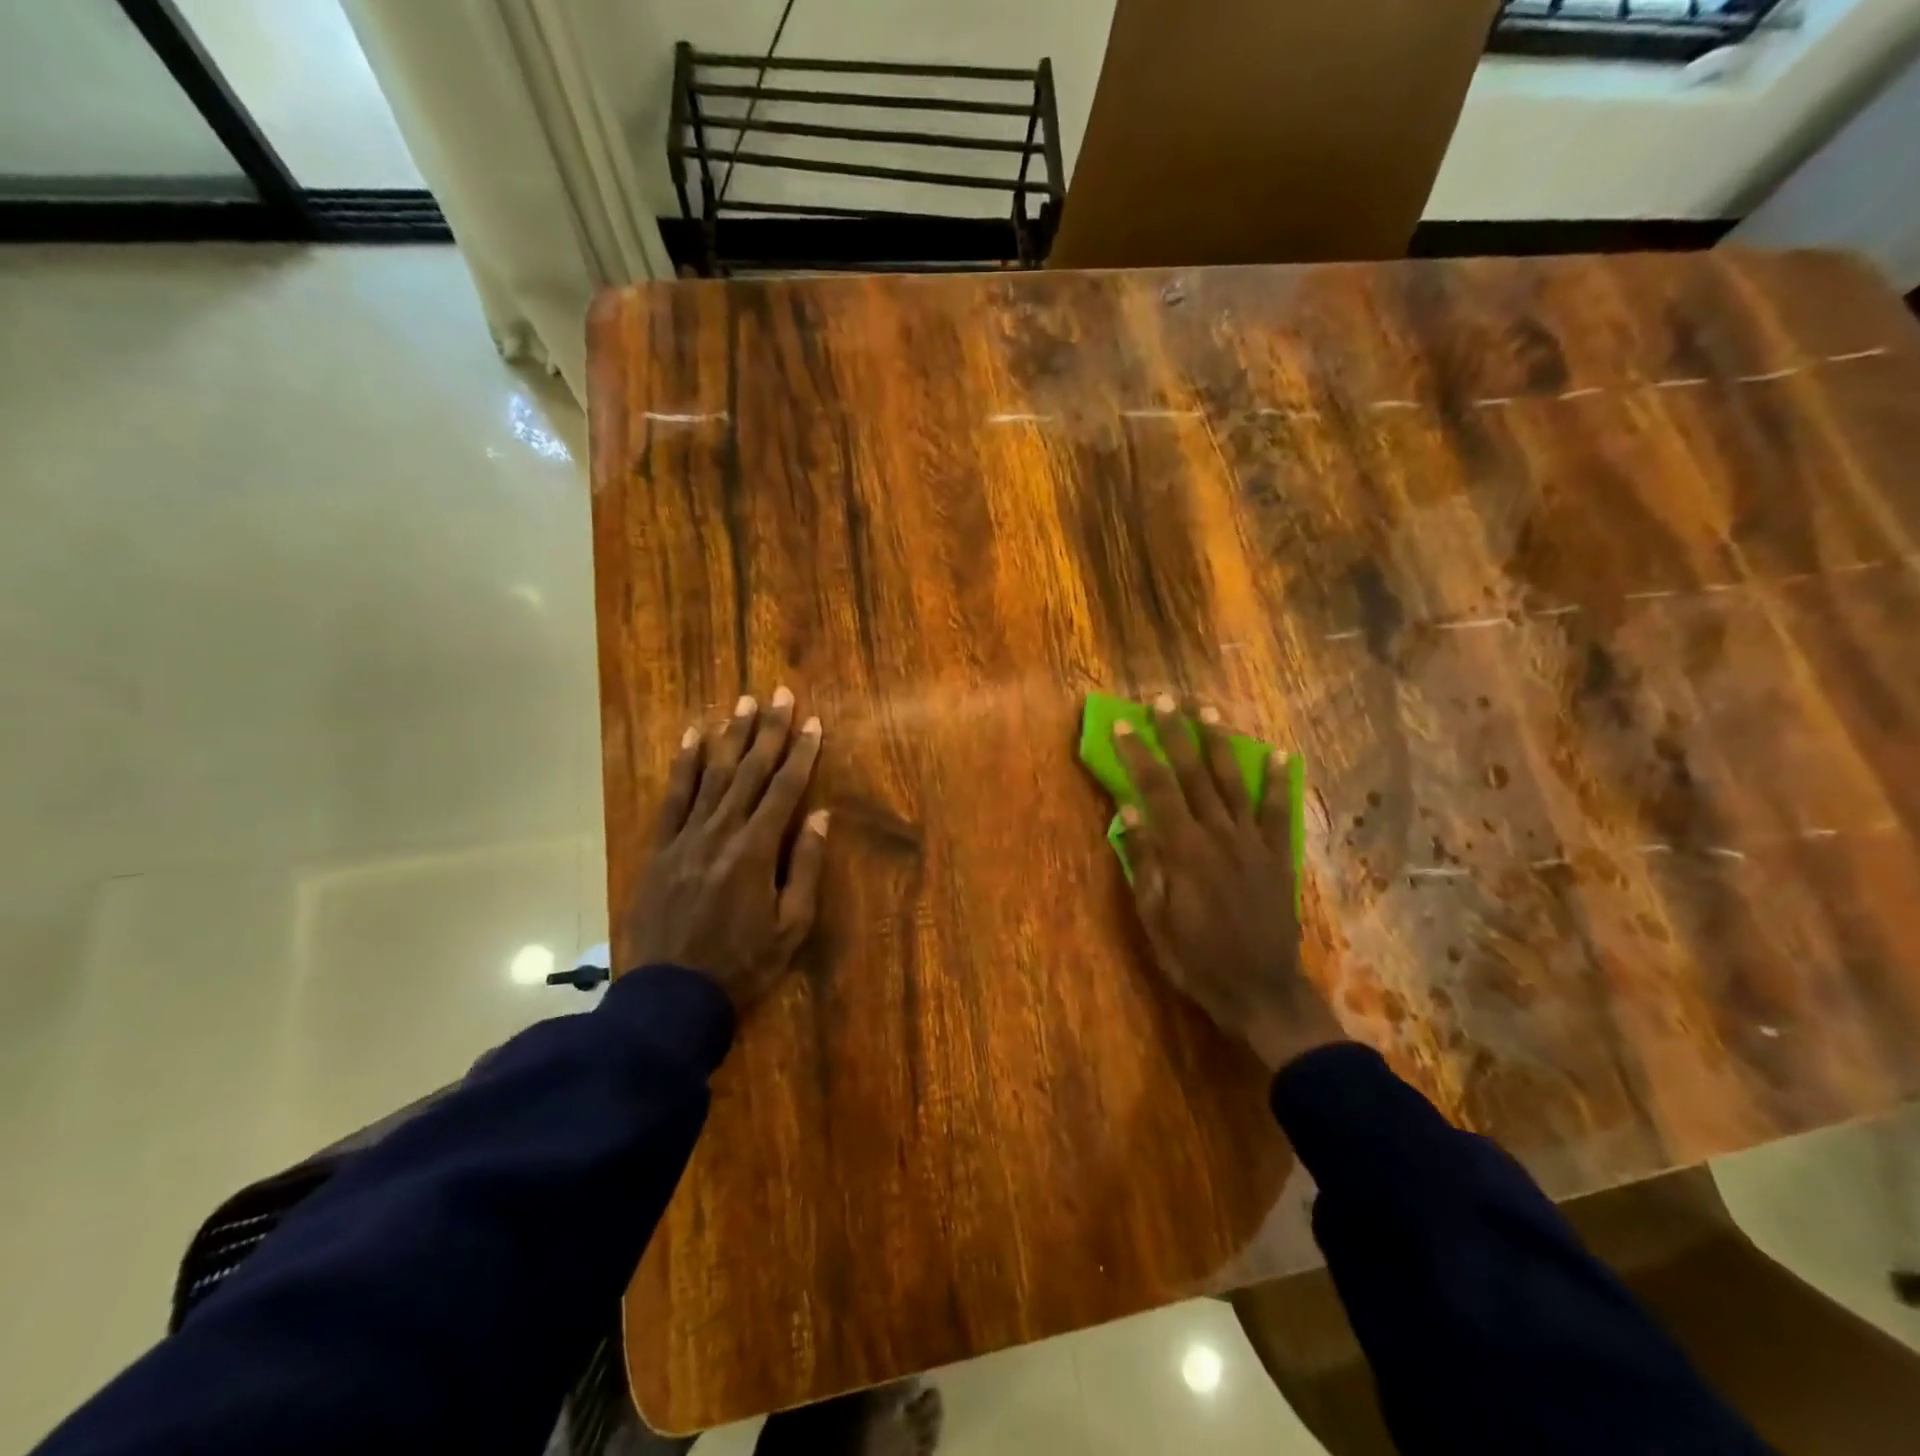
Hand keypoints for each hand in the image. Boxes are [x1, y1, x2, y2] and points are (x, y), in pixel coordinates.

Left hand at [624, 687, 829, 1013]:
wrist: (671, 996)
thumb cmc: (742, 965)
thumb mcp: (792, 926)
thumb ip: (806, 867)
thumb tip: (821, 817)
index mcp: (757, 850)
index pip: (785, 789)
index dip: (801, 753)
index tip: (813, 722)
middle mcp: (721, 832)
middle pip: (750, 771)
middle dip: (769, 730)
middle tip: (780, 694)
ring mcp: (685, 837)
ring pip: (712, 775)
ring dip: (730, 736)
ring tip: (743, 703)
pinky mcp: (659, 848)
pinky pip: (672, 797)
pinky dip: (683, 765)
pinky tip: (692, 737)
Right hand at [1113, 695, 1344, 1072]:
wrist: (1261, 990)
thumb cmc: (1196, 959)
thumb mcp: (1155, 919)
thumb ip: (1145, 863)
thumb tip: (1129, 813)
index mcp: (1184, 851)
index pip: (1156, 790)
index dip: (1139, 755)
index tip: (1125, 725)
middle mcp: (1219, 835)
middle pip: (1194, 774)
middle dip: (1177, 735)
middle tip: (1164, 701)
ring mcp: (1253, 842)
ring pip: (1233, 782)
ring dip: (1220, 744)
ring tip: (1209, 712)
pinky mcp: (1277, 855)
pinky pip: (1278, 811)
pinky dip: (1279, 782)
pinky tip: (1280, 755)